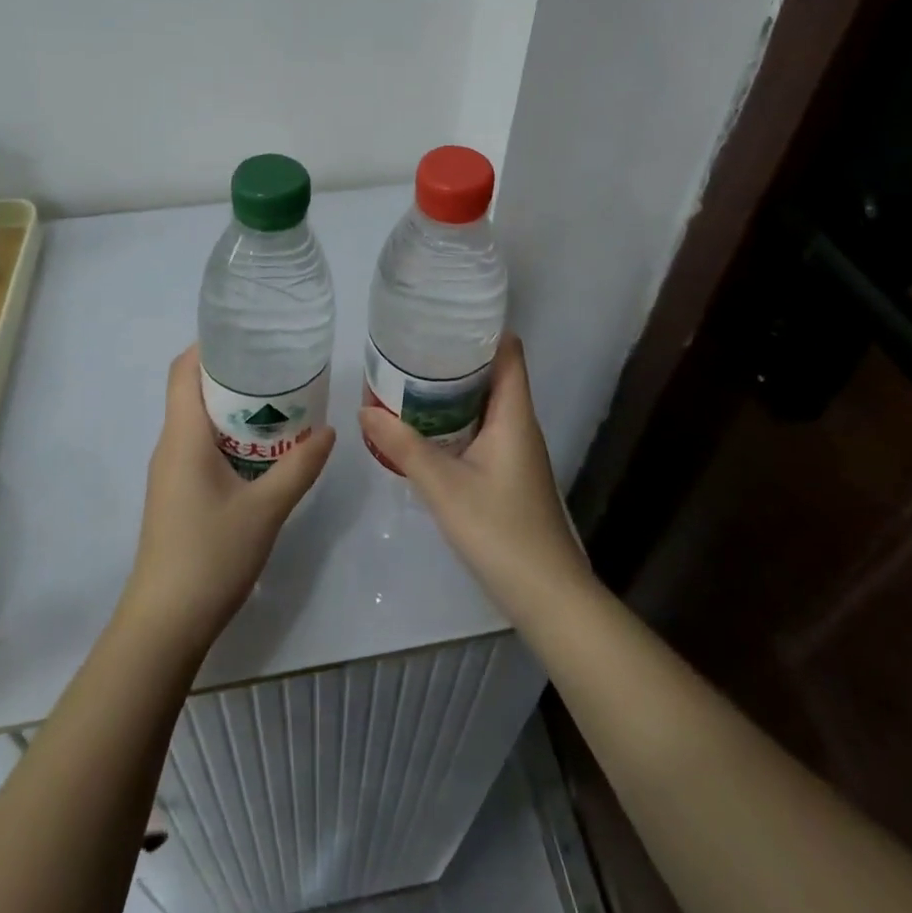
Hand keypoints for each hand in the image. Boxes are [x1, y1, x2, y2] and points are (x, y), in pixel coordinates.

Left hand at [119, 346, 335, 654]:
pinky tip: (263, 451)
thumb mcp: (266, 510)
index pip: (183, 370)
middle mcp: (171, 446)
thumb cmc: (210, 556)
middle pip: (193, 391)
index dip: (209, 345)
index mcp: (183, 436)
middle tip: (278, 367)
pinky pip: (200, 447)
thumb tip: (329, 430)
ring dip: (233, 408)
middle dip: (232, 374)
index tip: (248, 335)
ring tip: (279, 402)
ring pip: (198, 421)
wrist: (164, 625)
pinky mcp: (176, 494)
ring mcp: (171, 472)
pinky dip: (229, 436)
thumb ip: (299, 467)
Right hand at [359, 334, 592, 621]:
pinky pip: (481, 429)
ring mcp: (516, 450)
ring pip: (485, 403)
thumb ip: (404, 446)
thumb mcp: (444, 486)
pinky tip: (425, 427)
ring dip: (452, 390)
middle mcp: (519, 424)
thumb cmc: (500, 531)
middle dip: (454, 358)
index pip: (508, 352)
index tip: (443, 316)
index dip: (481, 329)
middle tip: (410, 347)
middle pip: (493, 373)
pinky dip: (455, 419)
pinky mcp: (508, 472)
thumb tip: (365, 410)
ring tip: (409, 378)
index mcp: (514, 414)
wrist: (546, 596)